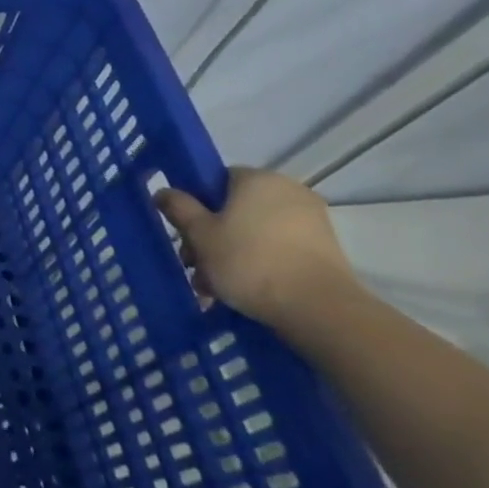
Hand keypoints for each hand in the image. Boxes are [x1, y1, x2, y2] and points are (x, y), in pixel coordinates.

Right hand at [154, 168, 362, 333]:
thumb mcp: (200, 234)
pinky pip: (278, 247)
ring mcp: (311, 220)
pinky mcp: (324, 248)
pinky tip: (241, 289)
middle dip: (210, 235)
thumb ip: (179, 208)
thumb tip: (164, 191)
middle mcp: (288, 191)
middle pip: (234, 208)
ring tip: (213, 286)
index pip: (216, 179)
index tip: (185, 230)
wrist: (318, 308)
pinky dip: (258, 262)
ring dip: (230, 253)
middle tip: (193, 264)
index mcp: (258, 179)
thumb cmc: (249, 261)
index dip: (196, 203)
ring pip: (254, 231)